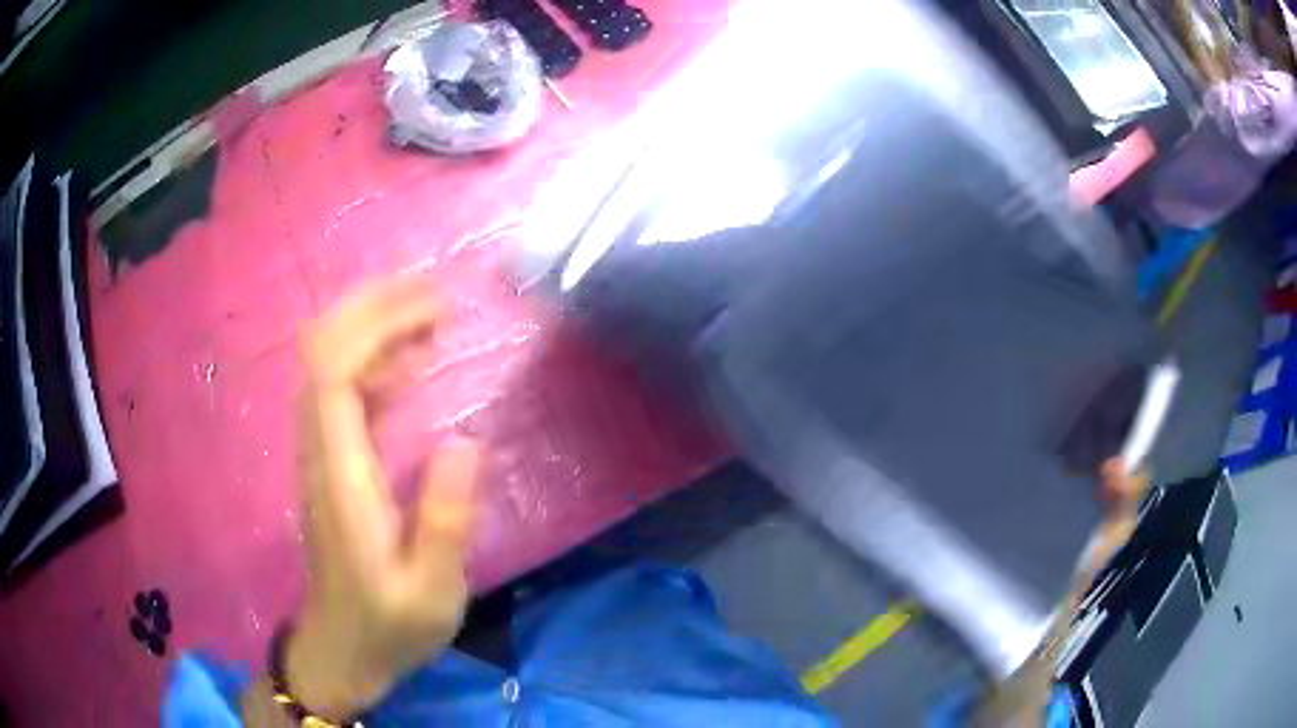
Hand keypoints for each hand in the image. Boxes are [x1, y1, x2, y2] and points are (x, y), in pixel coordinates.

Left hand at [281, 279, 480, 720]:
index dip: (377, 327)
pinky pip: (345, 393)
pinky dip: (377, 362)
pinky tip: (413, 362)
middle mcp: (321, 452)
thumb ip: (446, 521)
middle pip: (324, 354)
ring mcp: (323, 455)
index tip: (436, 309)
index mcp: (340, 478)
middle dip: (374, 310)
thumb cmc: (389, 628)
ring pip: (330, 366)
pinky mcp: (334, 464)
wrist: (341, 652)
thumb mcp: (432, 593)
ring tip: (435, 314)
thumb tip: (466, 440)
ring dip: (375, 328)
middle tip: (438, 296)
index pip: (334, 374)